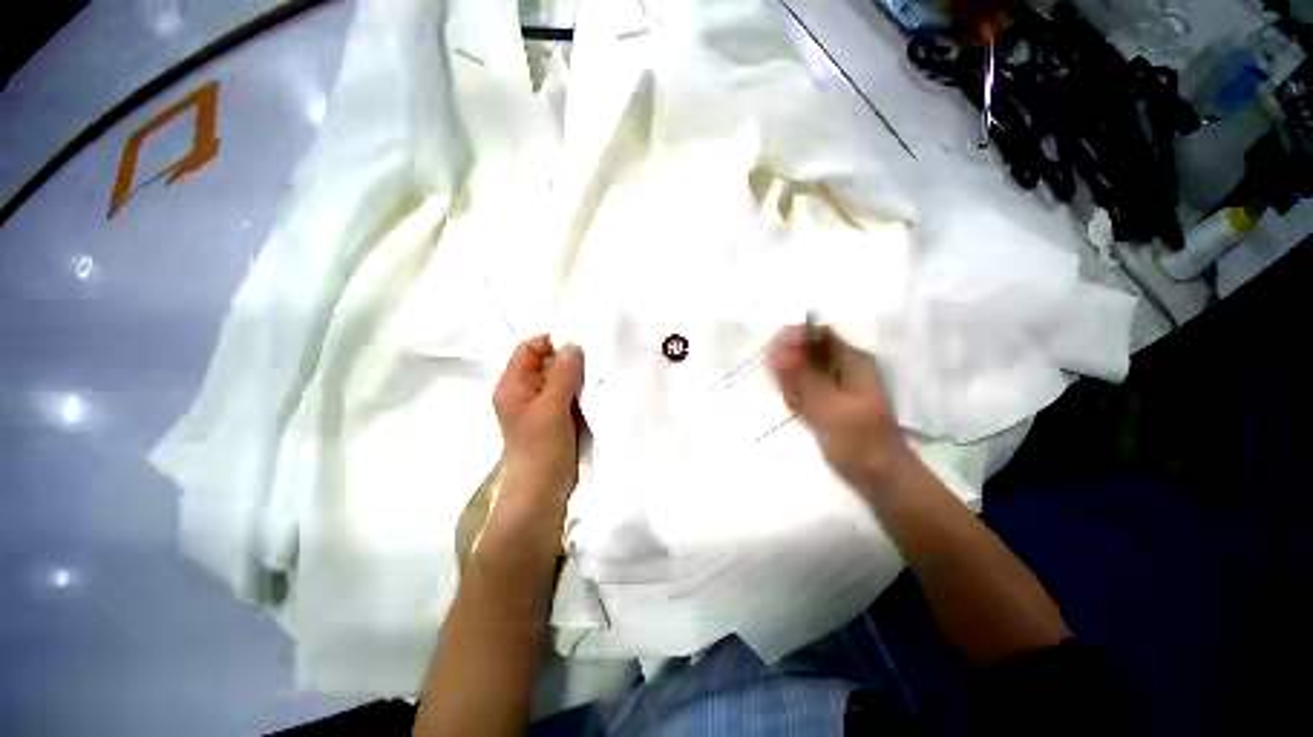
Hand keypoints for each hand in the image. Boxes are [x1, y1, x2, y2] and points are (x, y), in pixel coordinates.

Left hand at [493, 336, 584, 504]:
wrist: (544, 489)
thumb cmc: (542, 448)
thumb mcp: (551, 407)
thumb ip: (563, 374)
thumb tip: (574, 345)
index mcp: (514, 385)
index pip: (529, 349)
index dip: (551, 344)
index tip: (579, 347)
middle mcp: (526, 391)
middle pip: (547, 362)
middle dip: (570, 360)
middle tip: (595, 361)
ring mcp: (543, 404)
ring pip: (562, 378)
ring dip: (579, 376)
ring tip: (599, 376)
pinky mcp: (558, 416)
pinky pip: (571, 394)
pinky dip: (582, 391)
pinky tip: (597, 391)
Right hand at [768, 324, 910, 489]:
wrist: (877, 478)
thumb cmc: (860, 441)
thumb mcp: (829, 407)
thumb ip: (802, 378)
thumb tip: (776, 351)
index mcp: (851, 360)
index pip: (816, 333)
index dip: (792, 338)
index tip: (773, 358)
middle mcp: (841, 366)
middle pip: (802, 352)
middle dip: (791, 372)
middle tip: (797, 398)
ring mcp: (831, 383)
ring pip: (797, 373)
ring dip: (792, 389)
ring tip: (804, 410)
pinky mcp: (823, 399)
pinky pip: (799, 389)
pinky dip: (795, 400)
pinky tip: (804, 415)